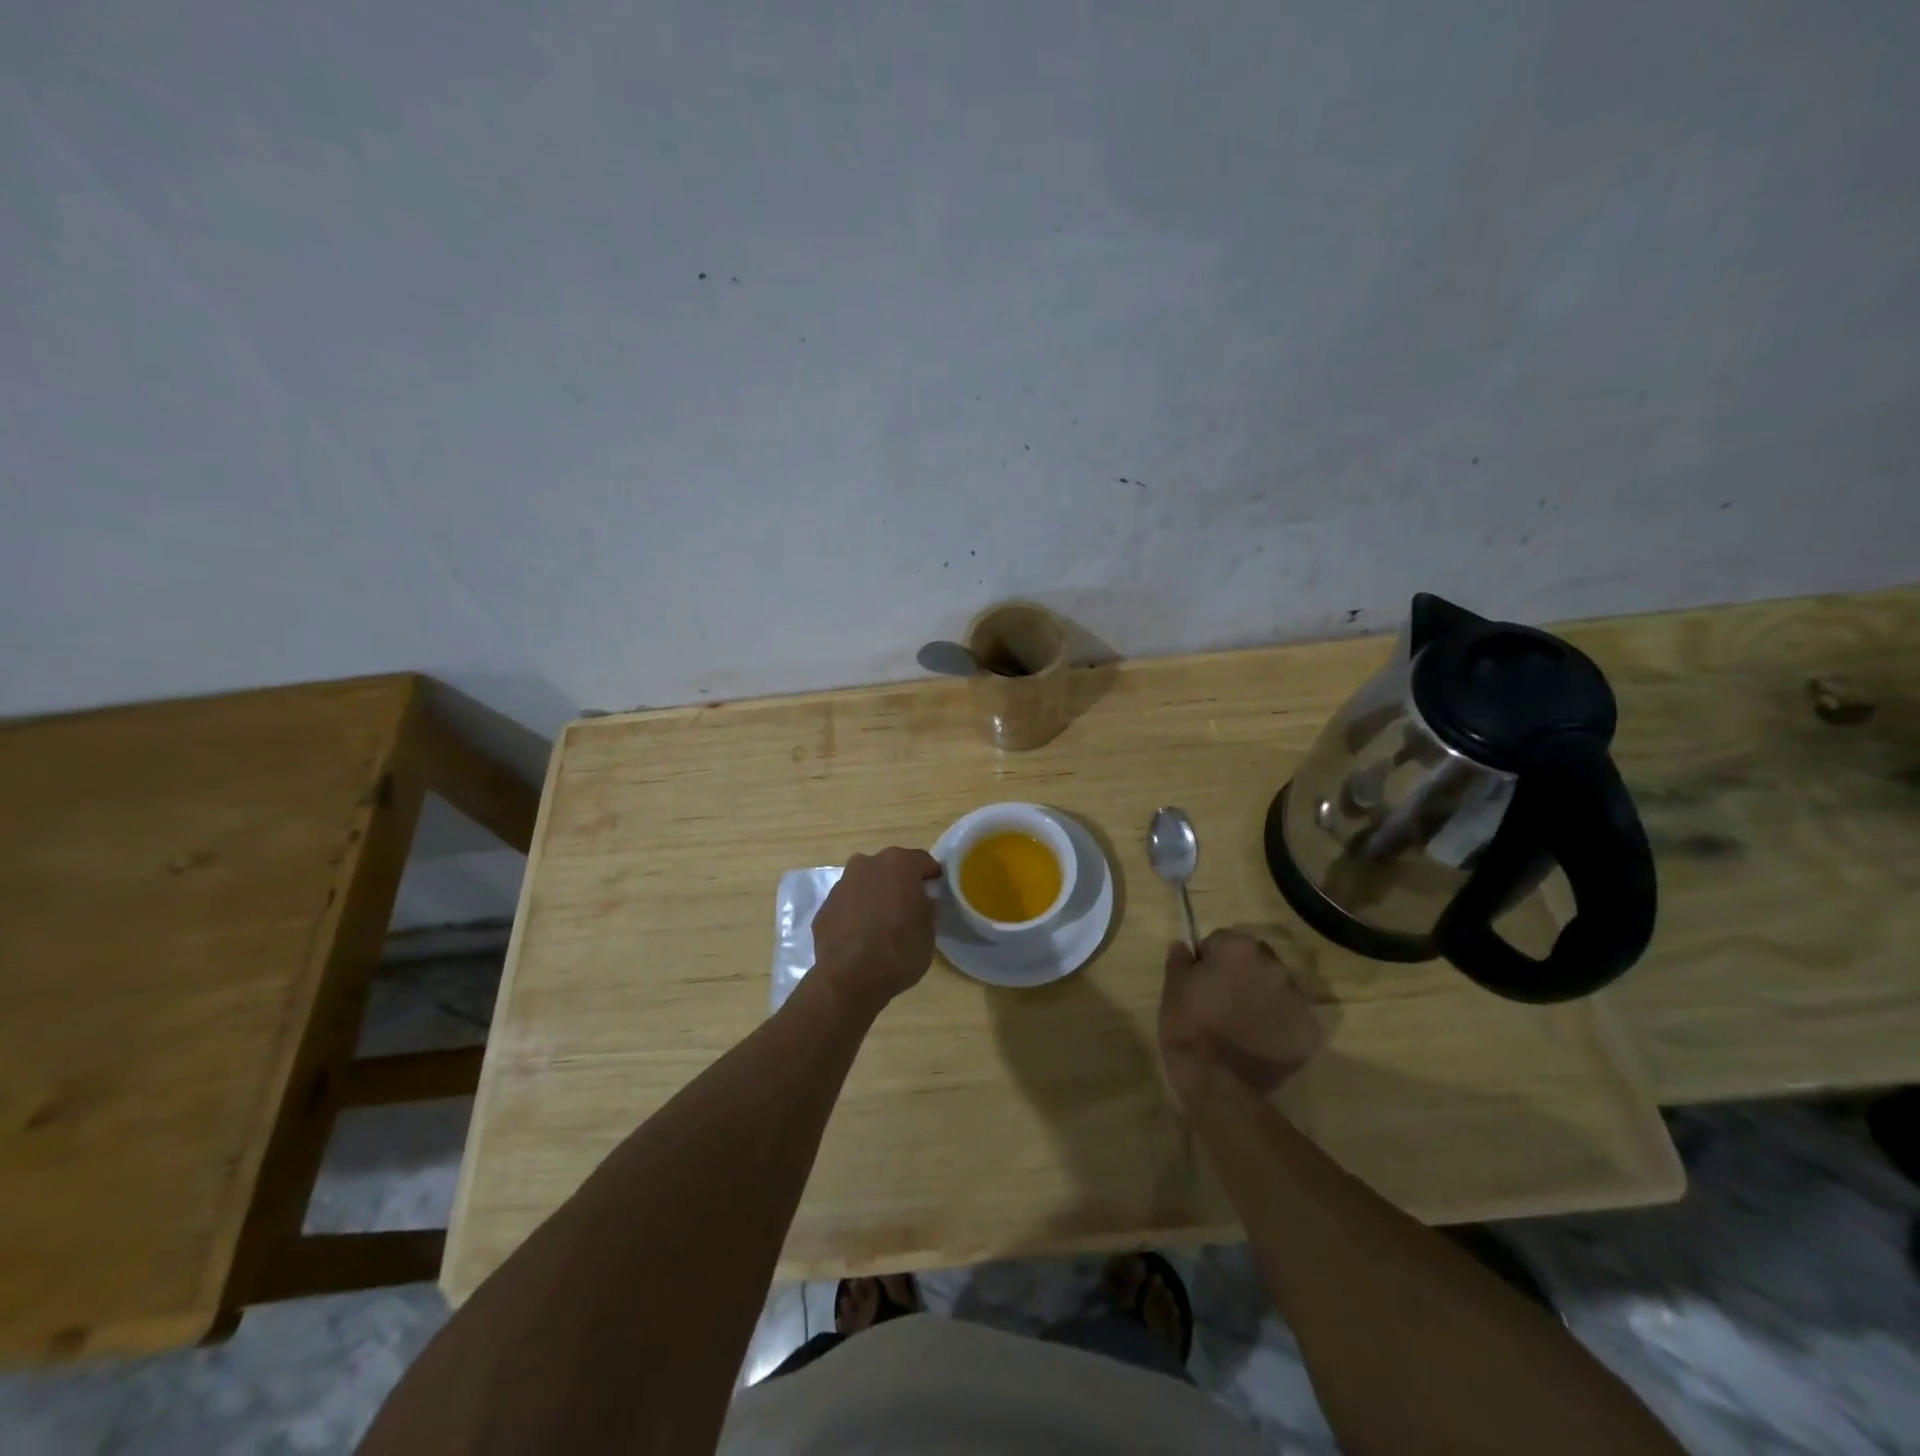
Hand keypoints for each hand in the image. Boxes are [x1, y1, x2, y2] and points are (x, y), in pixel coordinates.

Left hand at [811, 847, 941, 1014]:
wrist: (850, 979)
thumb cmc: (899, 950)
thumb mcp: (929, 930)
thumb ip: (926, 907)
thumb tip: (921, 901)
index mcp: (898, 863)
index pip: (923, 861)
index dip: (931, 877)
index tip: (936, 893)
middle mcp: (866, 864)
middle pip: (890, 868)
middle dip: (900, 883)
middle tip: (909, 907)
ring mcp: (841, 884)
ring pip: (865, 884)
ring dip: (875, 896)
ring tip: (883, 924)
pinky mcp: (824, 907)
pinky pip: (847, 905)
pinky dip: (855, 914)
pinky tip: (861, 937)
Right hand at [1159, 930, 1324, 1104]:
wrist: (1217, 1080)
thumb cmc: (1189, 1025)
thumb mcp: (1172, 987)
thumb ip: (1180, 960)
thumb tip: (1184, 946)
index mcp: (1238, 948)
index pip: (1222, 941)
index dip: (1209, 960)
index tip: (1200, 982)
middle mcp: (1274, 965)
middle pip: (1256, 960)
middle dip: (1242, 975)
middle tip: (1223, 1002)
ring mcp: (1297, 998)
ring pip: (1277, 988)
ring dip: (1263, 998)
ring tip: (1244, 1025)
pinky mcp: (1309, 1031)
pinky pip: (1292, 1018)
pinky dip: (1280, 1025)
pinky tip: (1261, 1042)